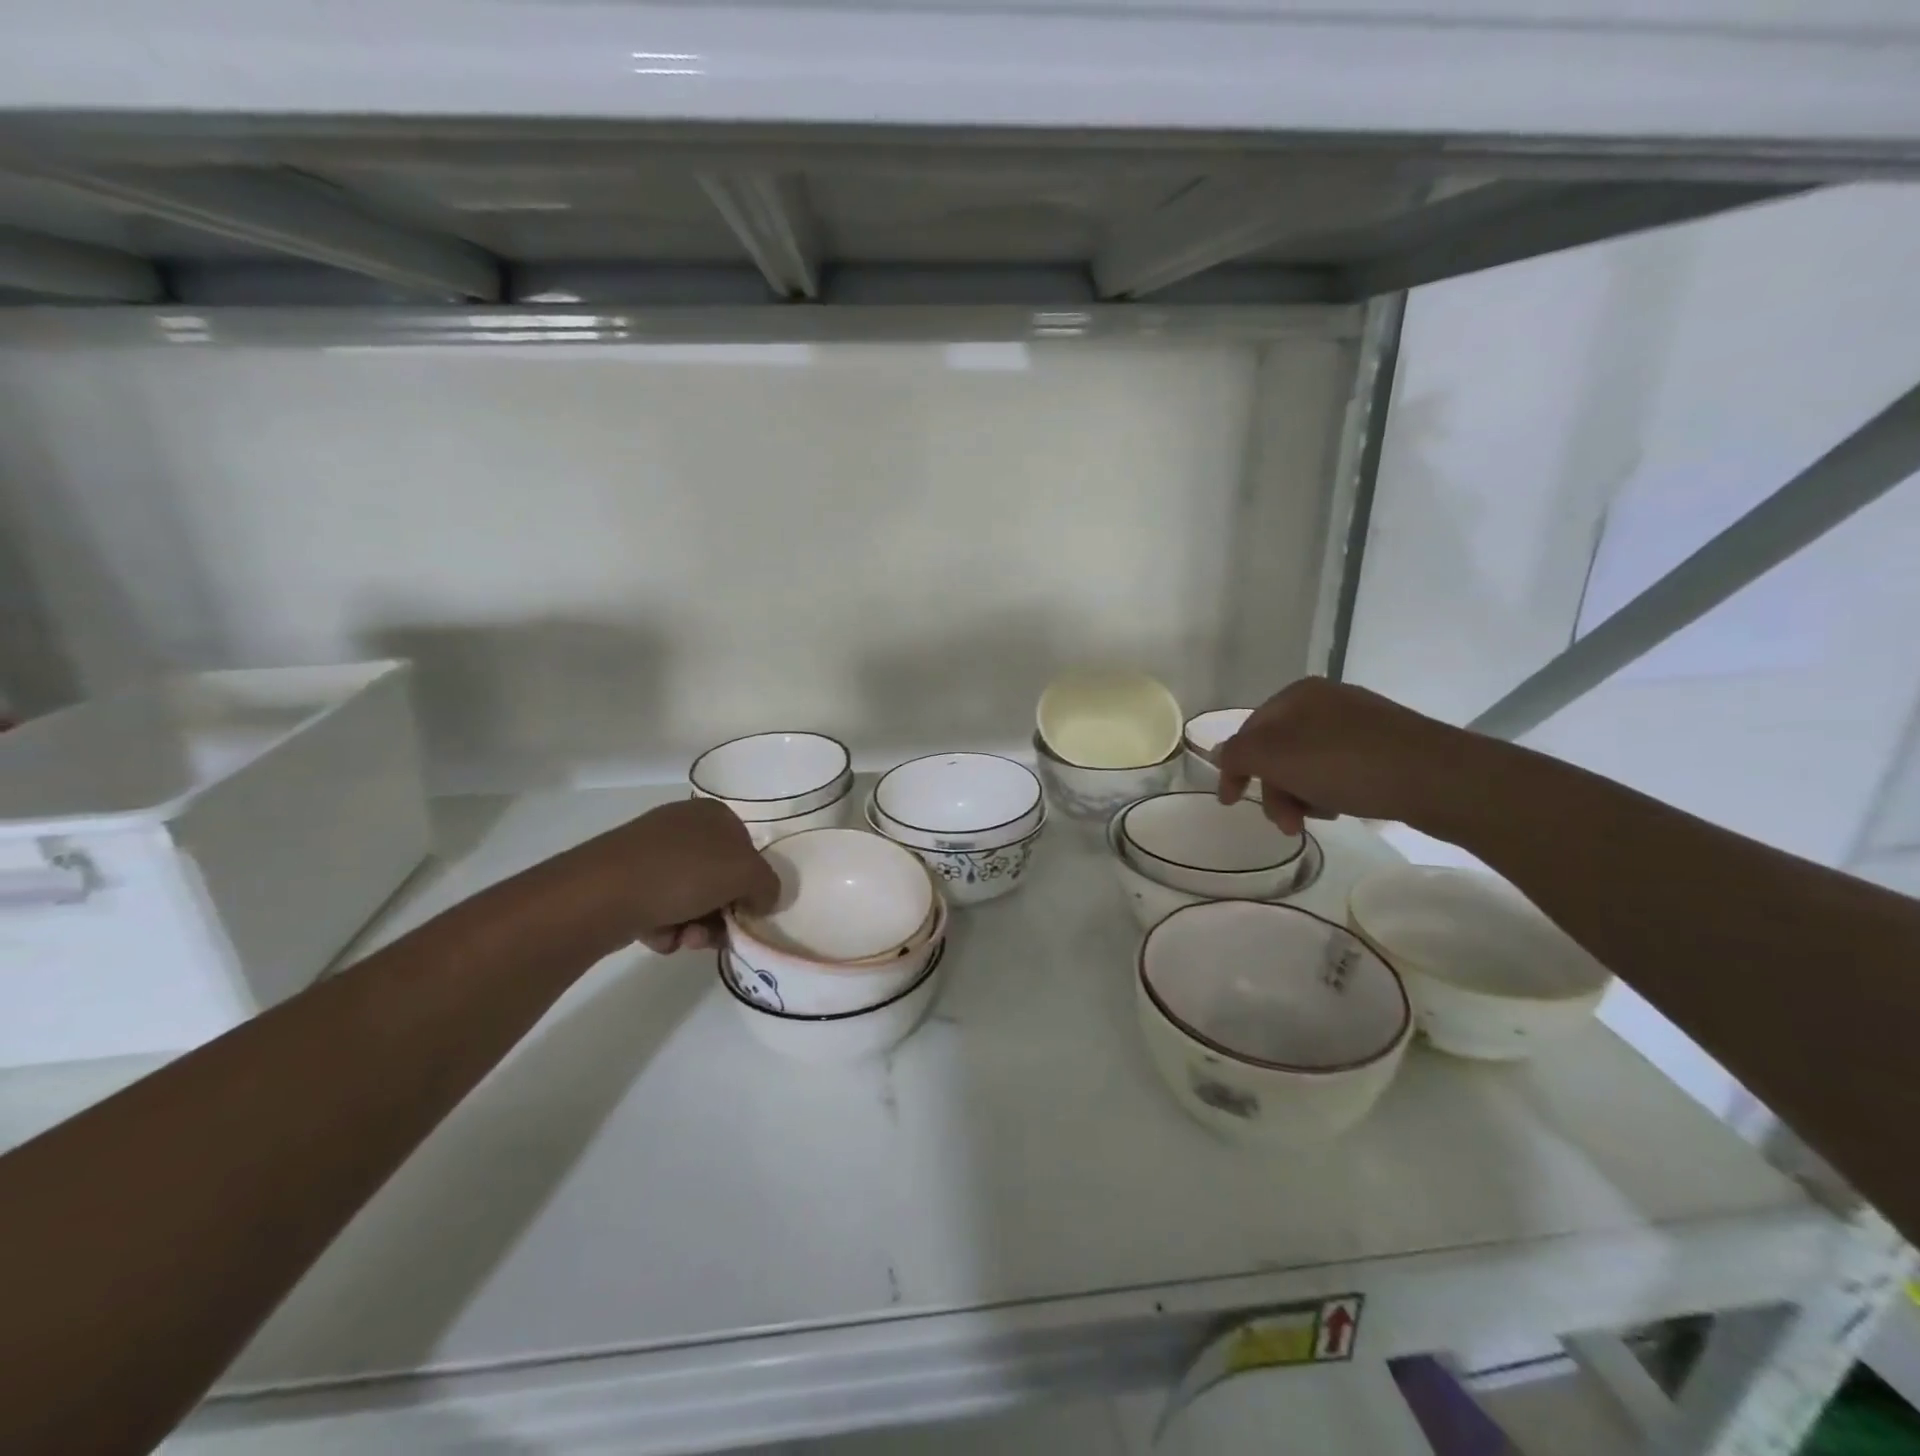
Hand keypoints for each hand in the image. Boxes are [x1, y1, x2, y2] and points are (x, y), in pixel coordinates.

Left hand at [531, 798, 780, 957]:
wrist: (601, 894)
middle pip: (720, 880)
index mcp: (714, 814)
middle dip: (721, 914)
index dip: (750, 886)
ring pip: (691, 898)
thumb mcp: (746, 874)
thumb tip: (761, 899)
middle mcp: (683, 827)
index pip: (748, 852)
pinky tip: (658, 936)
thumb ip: (768, 886)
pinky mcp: (625, 880)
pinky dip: (666, 928)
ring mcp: (651, 852)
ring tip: (683, 940)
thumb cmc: (683, 873)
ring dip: (696, 926)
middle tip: (714, 935)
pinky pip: (660, 908)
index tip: (745, 912)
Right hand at [1216, 678, 1465, 835]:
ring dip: (1301, 795)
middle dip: (1275, 790)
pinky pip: (1339, 769)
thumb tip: (1220, 754)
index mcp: (1297, 695)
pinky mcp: (1385, 746)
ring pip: (1307, 764)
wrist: (1438, 778)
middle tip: (1286, 823)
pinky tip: (1344, 807)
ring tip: (1320, 817)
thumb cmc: (1346, 763)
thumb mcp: (1275, 757)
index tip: (1231, 804)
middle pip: (1278, 751)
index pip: (1248, 732)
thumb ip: (1238, 754)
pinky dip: (1330, 791)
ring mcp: (1358, 723)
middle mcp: (1325, 701)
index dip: (1234, 768)